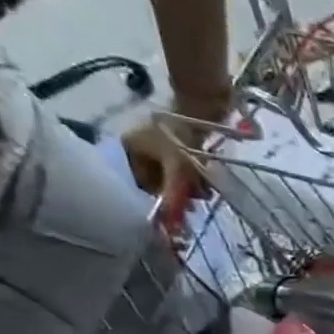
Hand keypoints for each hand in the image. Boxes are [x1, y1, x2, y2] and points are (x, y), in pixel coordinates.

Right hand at [121, 86, 227, 213]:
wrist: (200, 107)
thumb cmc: (182, 137)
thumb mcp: (177, 169)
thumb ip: (173, 196)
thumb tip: (171, 226)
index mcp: (127, 149)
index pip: (139, 184)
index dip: (160, 199)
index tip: (180, 211)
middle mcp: (136, 147)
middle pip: (157, 181)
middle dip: (178, 193)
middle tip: (196, 201)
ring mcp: (155, 145)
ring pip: (171, 176)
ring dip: (188, 187)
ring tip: (204, 191)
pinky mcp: (174, 145)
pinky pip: (180, 169)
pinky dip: (192, 177)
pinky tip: (205, 182)